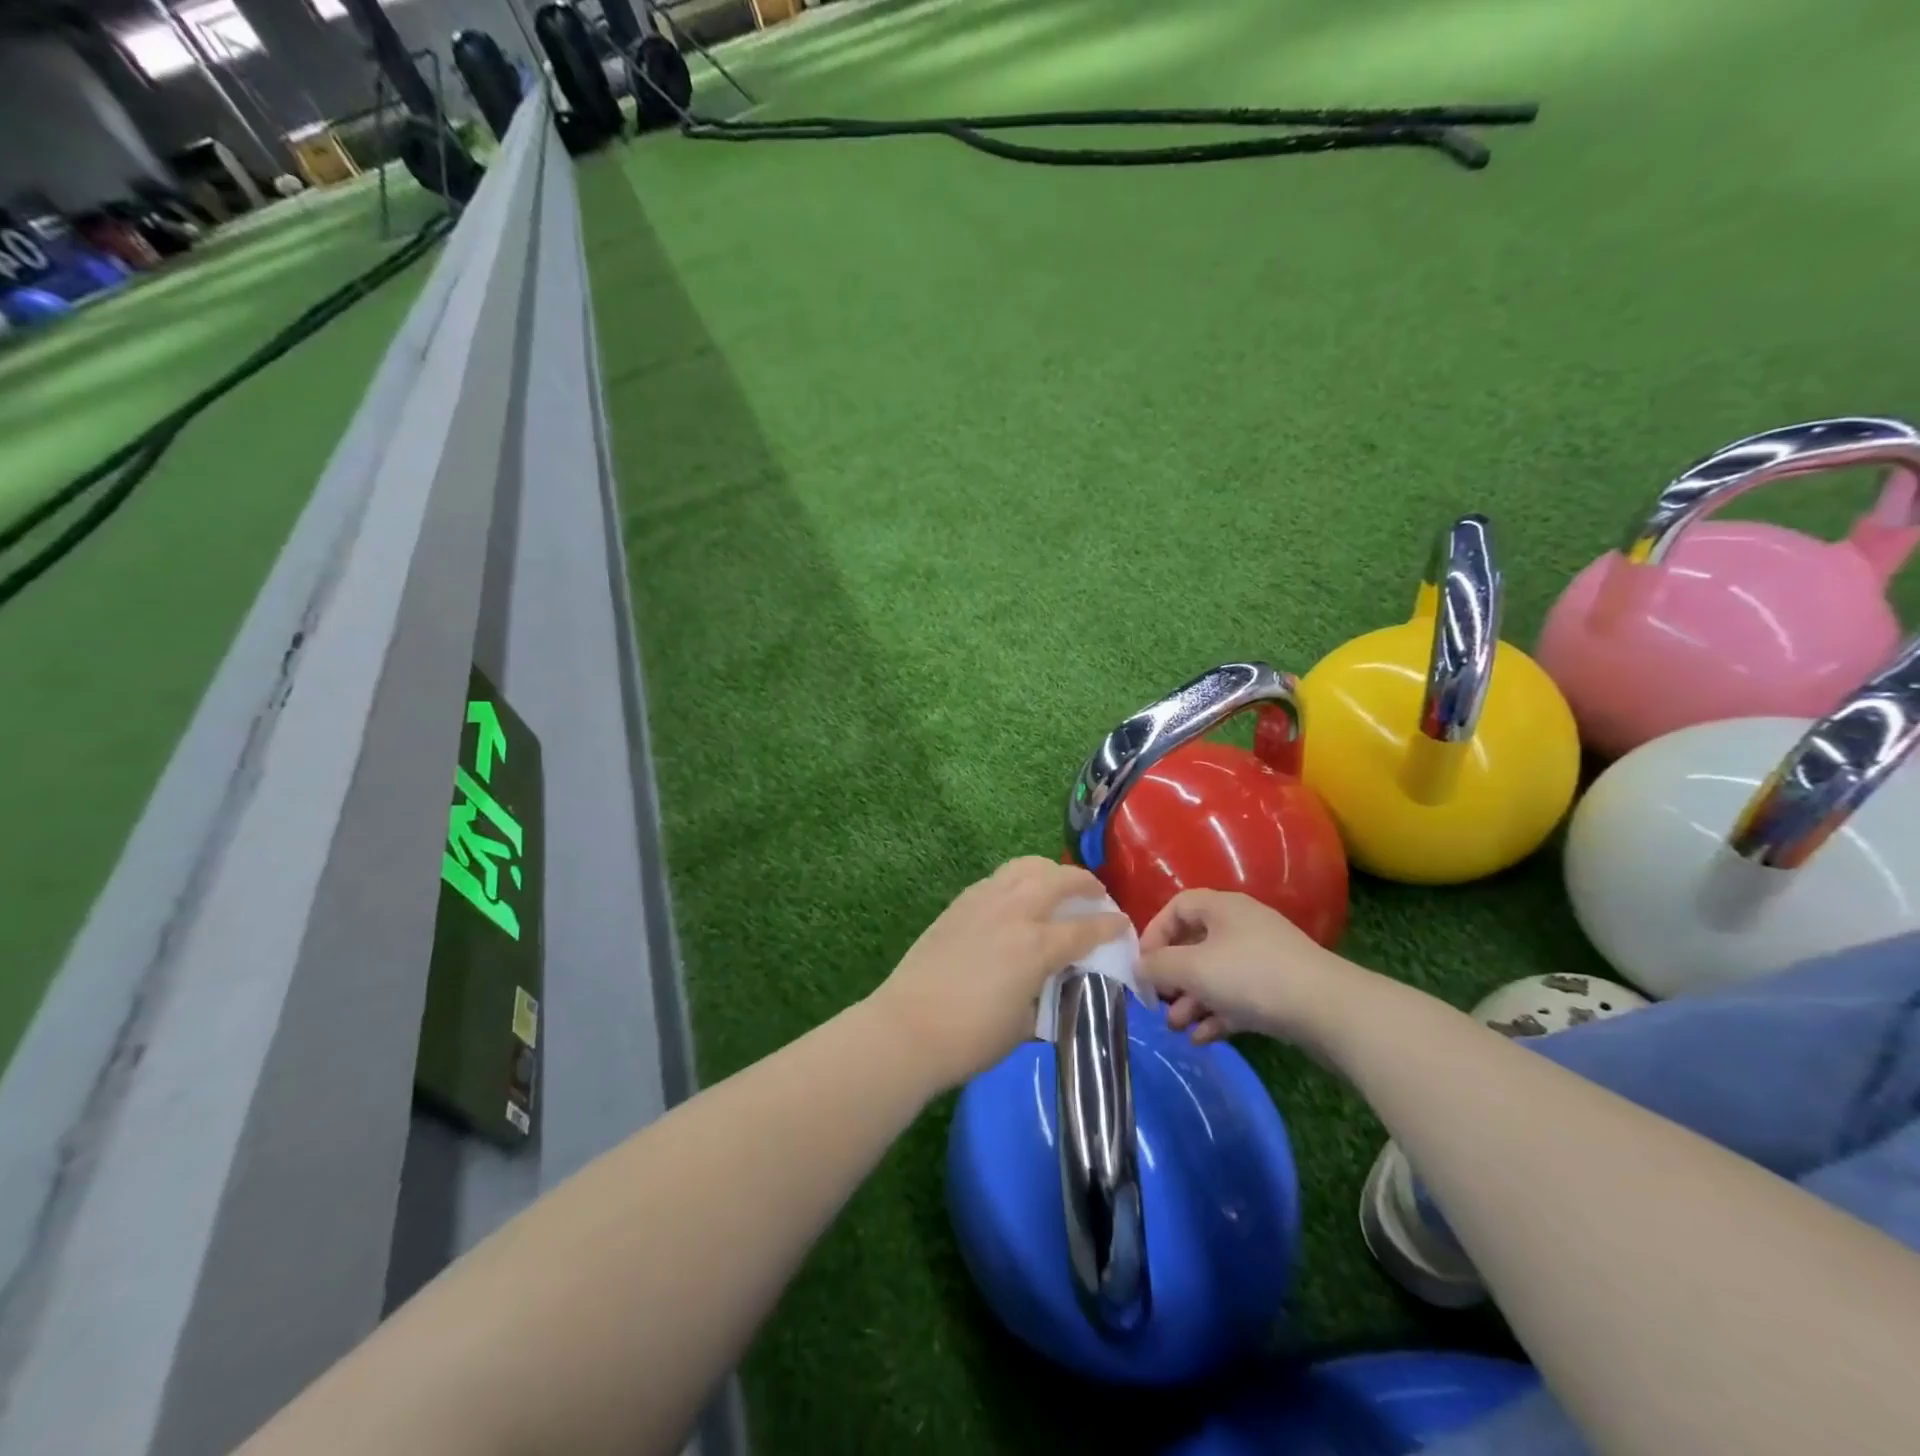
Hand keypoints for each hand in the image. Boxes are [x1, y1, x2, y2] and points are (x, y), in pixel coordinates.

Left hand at [867, 857, 1131, 1090]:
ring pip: (1026, 867)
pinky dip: (1018, 879)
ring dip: (1050, 871)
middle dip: (1085, 882)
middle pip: (1059, 880)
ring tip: (1057, 883)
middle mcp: (1015, 912)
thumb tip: (1055, 986)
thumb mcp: (1024, 1026)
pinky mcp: (960, 903)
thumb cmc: (971, 1038)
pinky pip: (998, 878)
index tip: (1123, 924)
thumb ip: (1047, 996)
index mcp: (1037, 946)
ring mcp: (984, 902)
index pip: (1086, 928)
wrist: (908, 1027)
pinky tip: (1018, 895)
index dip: (1111, 925)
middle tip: (1096, 893)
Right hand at [1139, 889, 1359, 1050]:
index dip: (1154, 933)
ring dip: (1192, 1001)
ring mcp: (1263, 959)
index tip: (1143, 964)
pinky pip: (1238, 998)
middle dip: (1172, 976)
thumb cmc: (1251, 976)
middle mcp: (1242, 927)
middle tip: (1158, 1001)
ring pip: (1216, 976)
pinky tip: (1202, 1039)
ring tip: (1176, 1028)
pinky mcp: (1279, 990)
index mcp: (1222, 908)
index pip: (1177, 907)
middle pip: (1195, 945)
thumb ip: (1158, 966)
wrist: (1328, 1010)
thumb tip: (1137, 967)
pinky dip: (1217, 1015)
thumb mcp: (1193, 968)